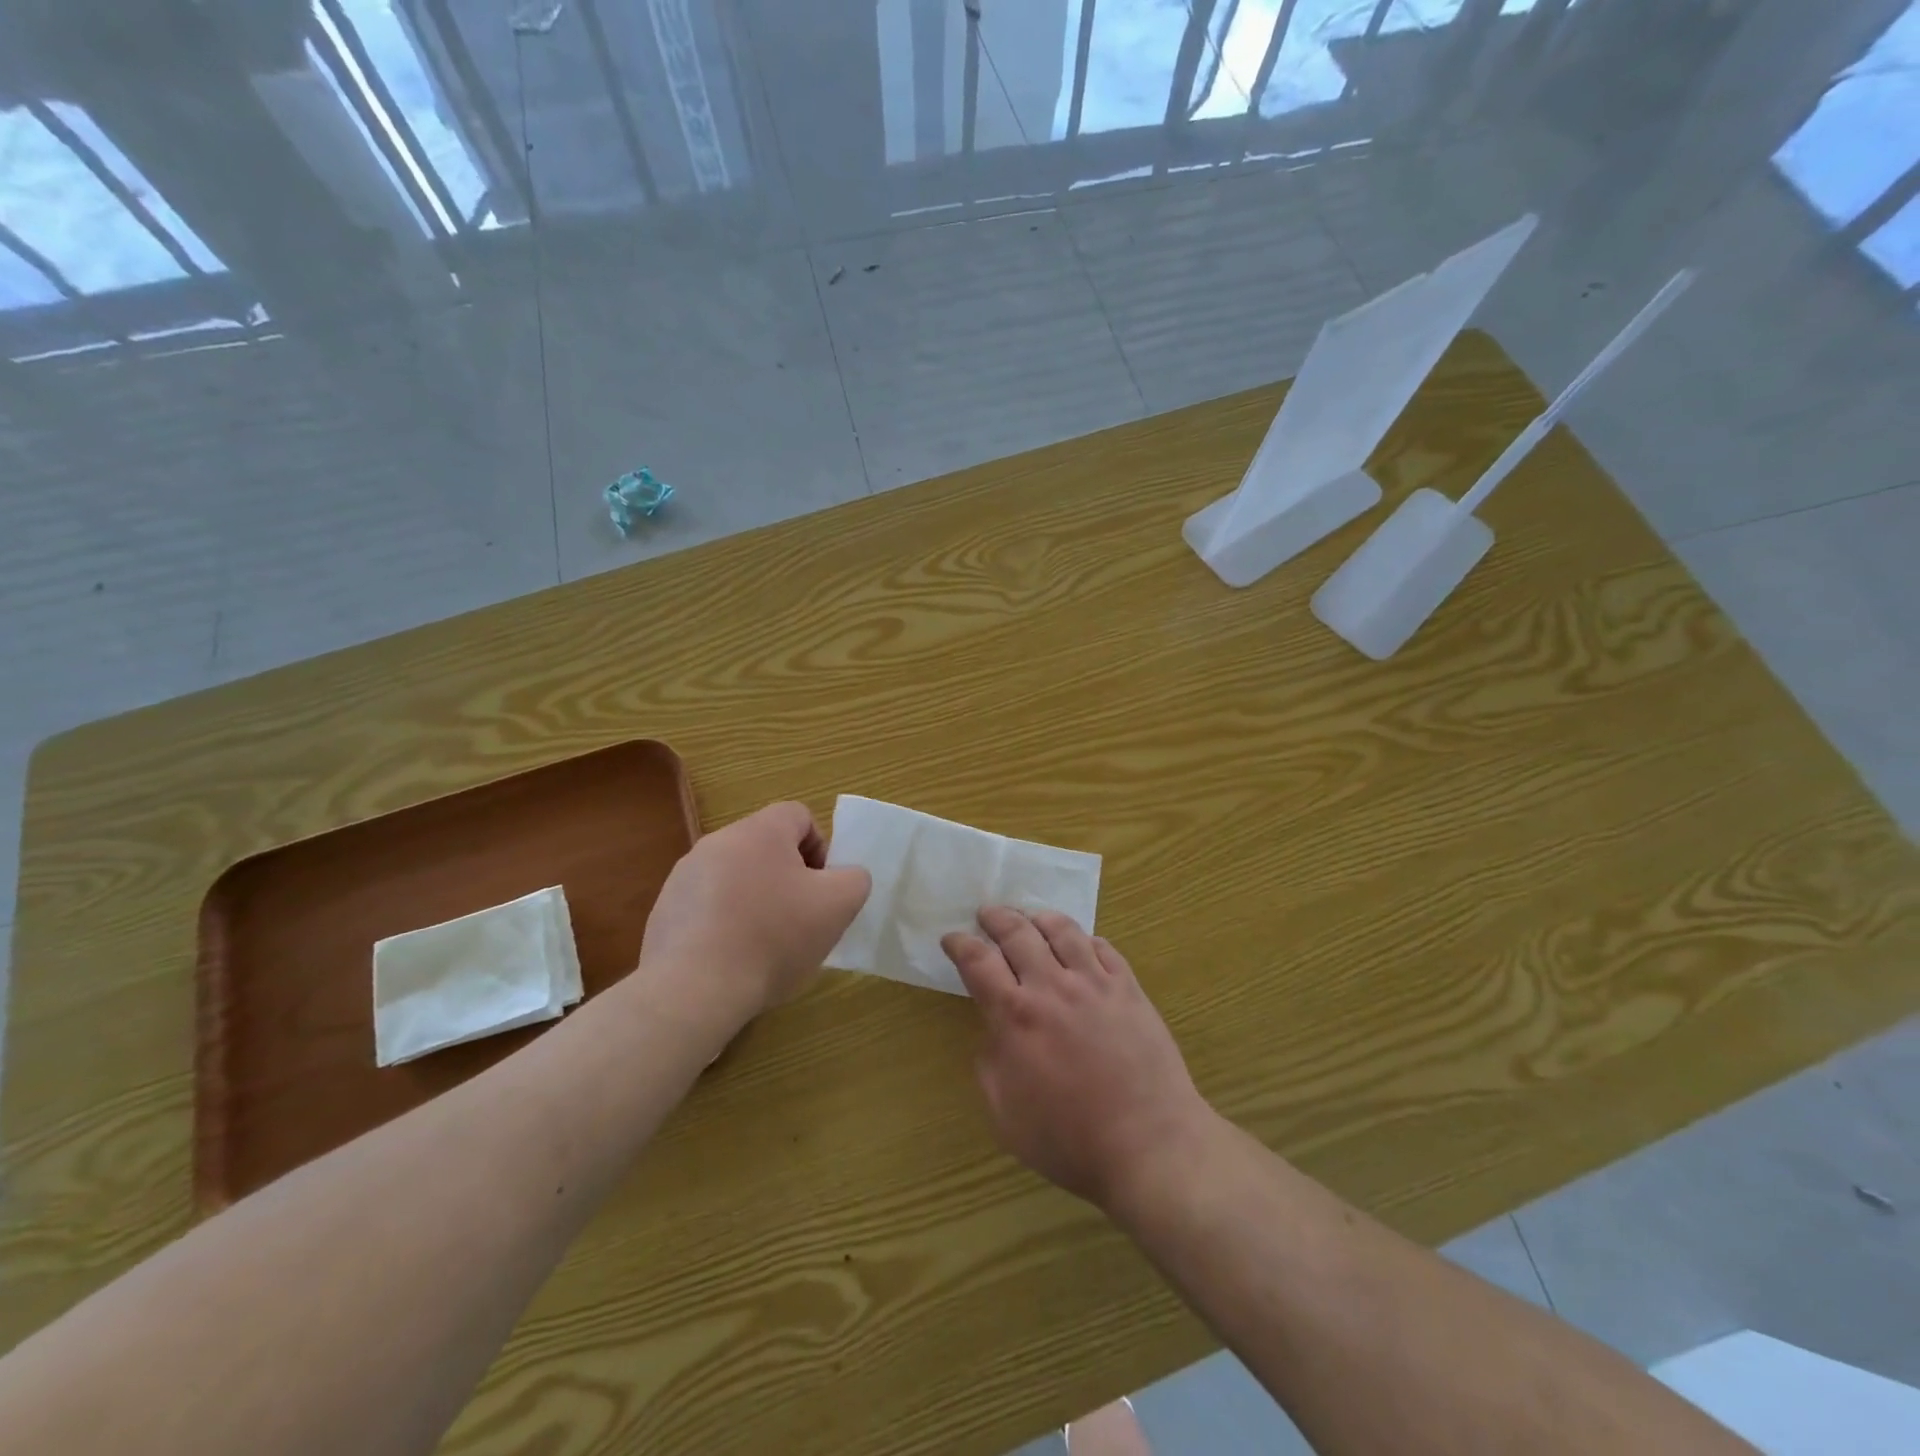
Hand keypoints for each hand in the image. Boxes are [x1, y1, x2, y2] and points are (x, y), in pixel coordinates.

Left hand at [636, 802, 870, 1029]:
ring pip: (737, 877)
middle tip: (800, 919)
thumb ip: (854, 879)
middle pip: (767, 848)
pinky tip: (731, 960)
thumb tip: (843, 877)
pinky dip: (724, 925)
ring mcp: (685, 876)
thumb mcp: (838, 906)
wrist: (693, 990)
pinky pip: (707, 907)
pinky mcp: (665, 910)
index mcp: (759, 831)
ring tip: (764, 946)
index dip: (820, 849)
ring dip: (756, 901)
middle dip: (789, 878)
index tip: (821, 890)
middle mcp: (717, 842)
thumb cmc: (773, 938)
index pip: (800, 816)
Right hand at [942, 908, 1214, 1211]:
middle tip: (987, 915)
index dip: (960, 944)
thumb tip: (994, 1033)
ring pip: (1063, 930)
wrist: (1148, 1144)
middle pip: (1018, 933)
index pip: (978, 961)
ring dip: (1040, 918)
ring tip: (1032, 918)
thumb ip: (990, 1064)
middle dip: (996, 919)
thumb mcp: (1004, 1115)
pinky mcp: (1129, 988)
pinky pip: (1103, 948)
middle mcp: (1052, 987)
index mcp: (1015, 1016)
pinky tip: (1080, 944)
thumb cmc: (1069, 1139)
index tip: (952, 939)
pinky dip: (1085, 939)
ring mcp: (1094, 983)